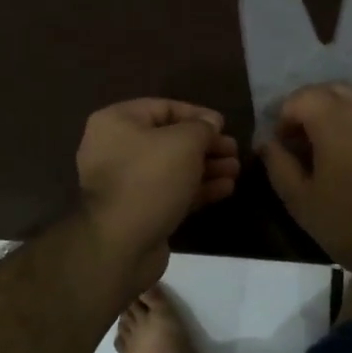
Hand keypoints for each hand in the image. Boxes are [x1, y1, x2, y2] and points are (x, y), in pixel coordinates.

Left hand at [76, 99, 239, 273]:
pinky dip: (196, 188)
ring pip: (172, 167)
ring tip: (236, 170)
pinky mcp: (137, 210)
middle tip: (234, 151)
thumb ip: (202, 127)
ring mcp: (125, 182)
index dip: (197, 114)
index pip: (163, 107)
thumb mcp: (184, 142)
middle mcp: (115, 147)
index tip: (224, 125)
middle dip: (205, 145)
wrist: (121, 245)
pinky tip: (225, 189)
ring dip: (206, 167)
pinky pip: (170, 191)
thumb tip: (211, 124)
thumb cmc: (151, 179)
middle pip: (169, 139)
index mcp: (116, 121)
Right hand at [258, 83, 351, 276]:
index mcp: (333, 117)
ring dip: (344, 111)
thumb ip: (278, 164)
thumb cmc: (351, 224)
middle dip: (313, 110)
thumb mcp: (301, 201)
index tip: (287, 147)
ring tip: (342, 145)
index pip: (299, 98)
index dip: (286, 120)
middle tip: (311, 145)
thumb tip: (266, 141)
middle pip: (330, 90)